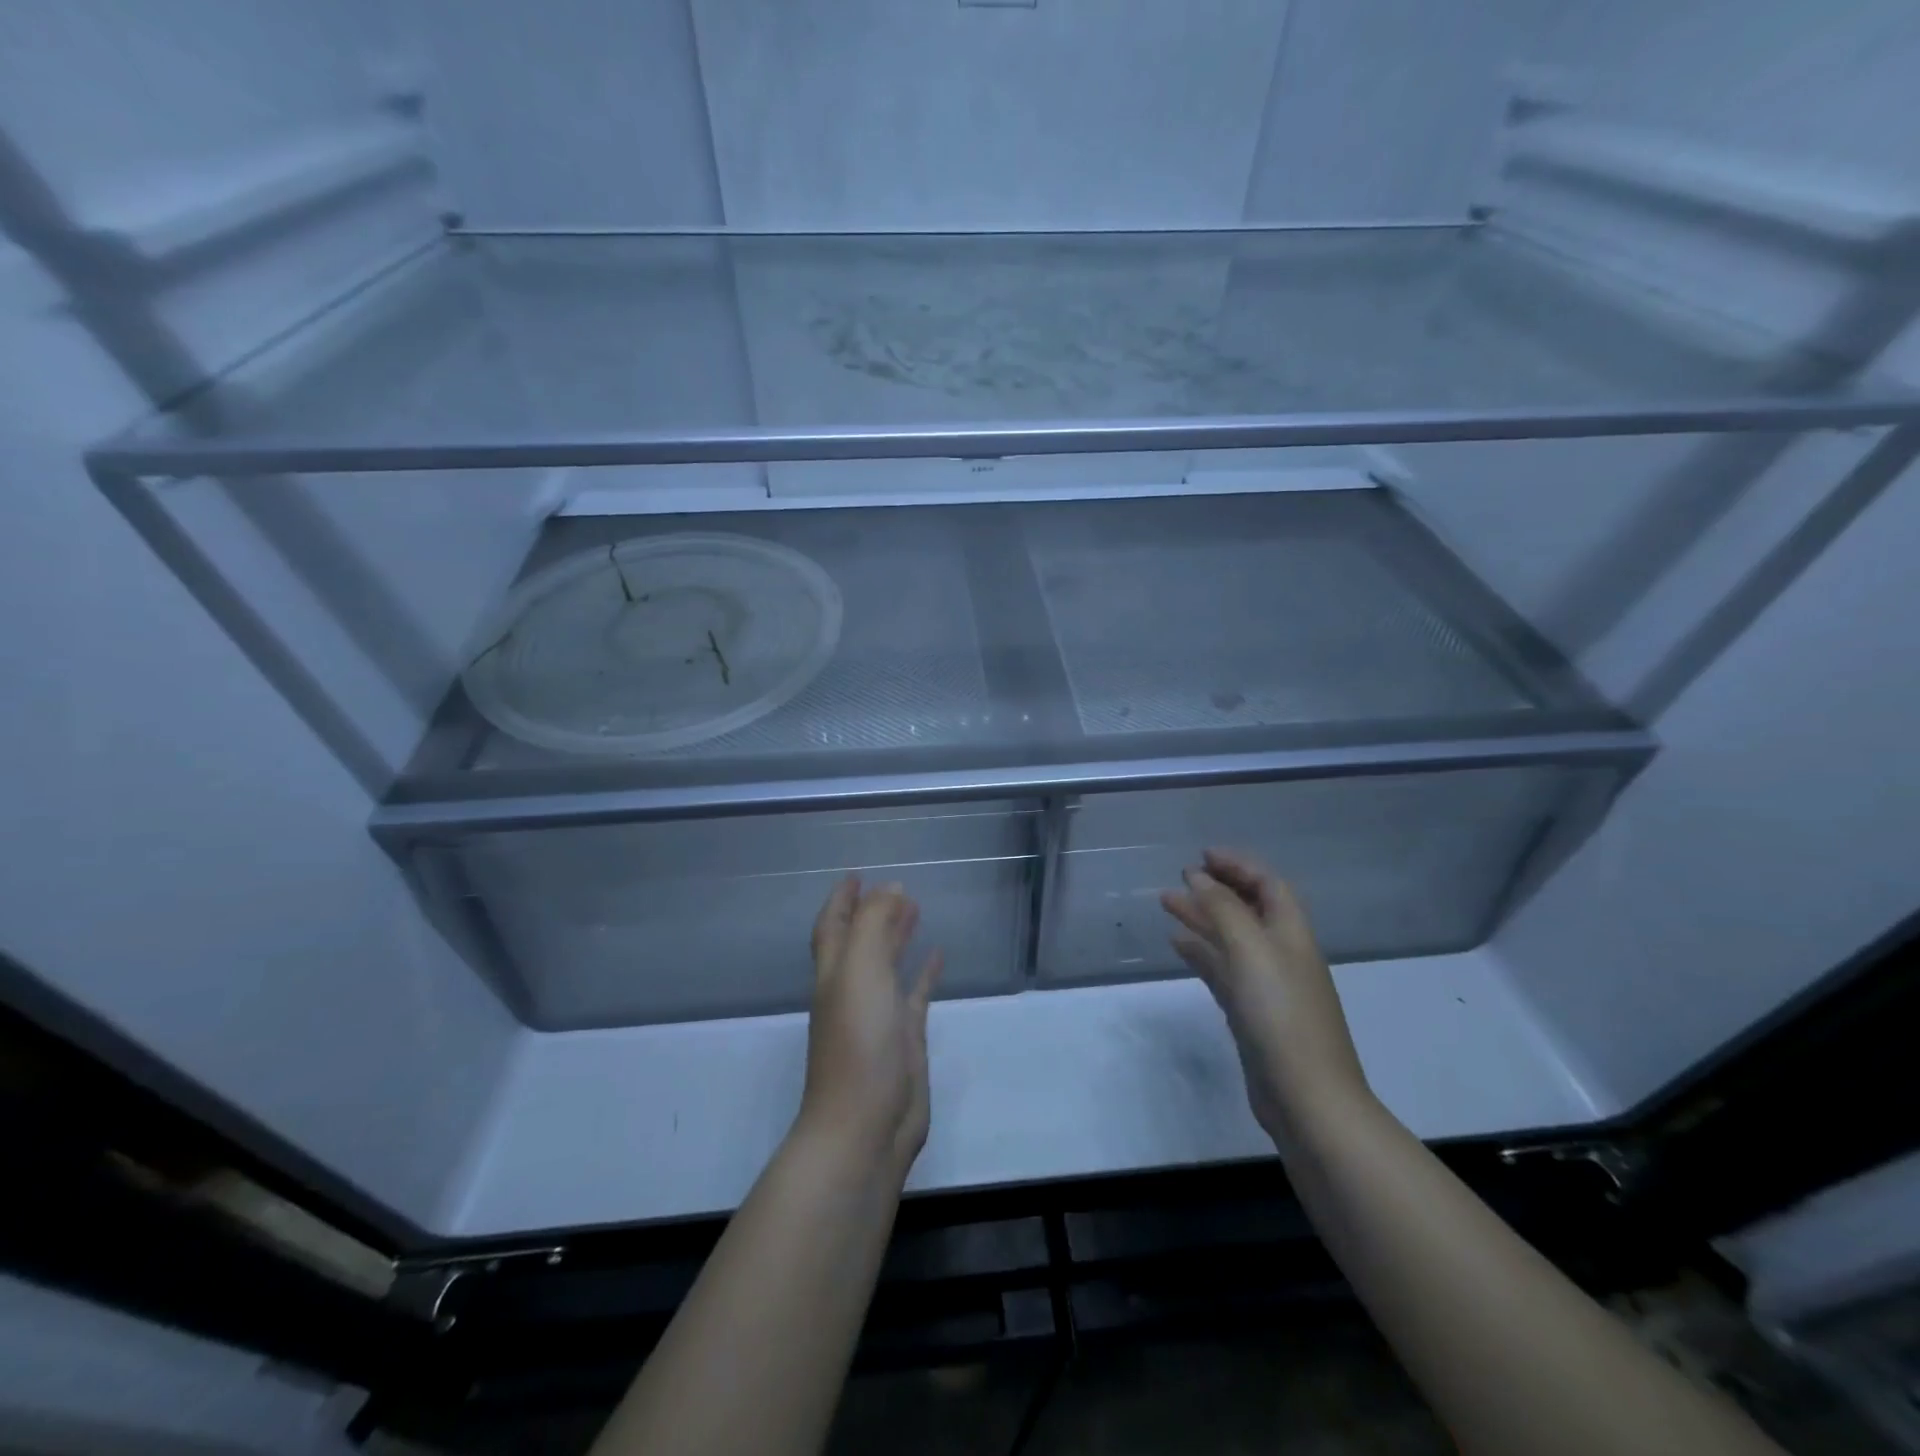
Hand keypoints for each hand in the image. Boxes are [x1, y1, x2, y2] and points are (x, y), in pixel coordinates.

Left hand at [796, 877, 942, 1178]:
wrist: (866, 1124)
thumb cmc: (857, 1041)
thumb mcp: (860, 970)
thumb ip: (875, 924)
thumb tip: (891, 889)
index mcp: (834, 972)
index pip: (834, 926)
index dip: (842, 900)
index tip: (857, 875)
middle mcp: (853, 989)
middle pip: (861, 941)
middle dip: (873, 913)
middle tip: (896, 887)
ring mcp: (879, 1015)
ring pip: (888, 964)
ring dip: (898, 936)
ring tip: (917, 909)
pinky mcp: (905, 1037)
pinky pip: (915, 994)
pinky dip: (925, 972)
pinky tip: (939, 955)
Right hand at [1161, 849, 1370, 1138]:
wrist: (1307, 1098)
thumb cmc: (1281, 1014)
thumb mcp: (1251, 950)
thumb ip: (1224, 910)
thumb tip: (1199, 878)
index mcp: (1291, 934)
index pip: (1268, 885)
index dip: (1238, 865)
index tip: (1202, 856)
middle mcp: (1281, 954)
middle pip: (1249, 909)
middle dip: (1216, 888)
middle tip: (1180, 877)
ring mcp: (1266, 986)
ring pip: (1230, 939)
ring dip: (1202, 918)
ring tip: (1166, 903)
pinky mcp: (1251, 1014)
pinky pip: (1222, 970)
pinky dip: (1201, 952)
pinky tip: (1178, 944)